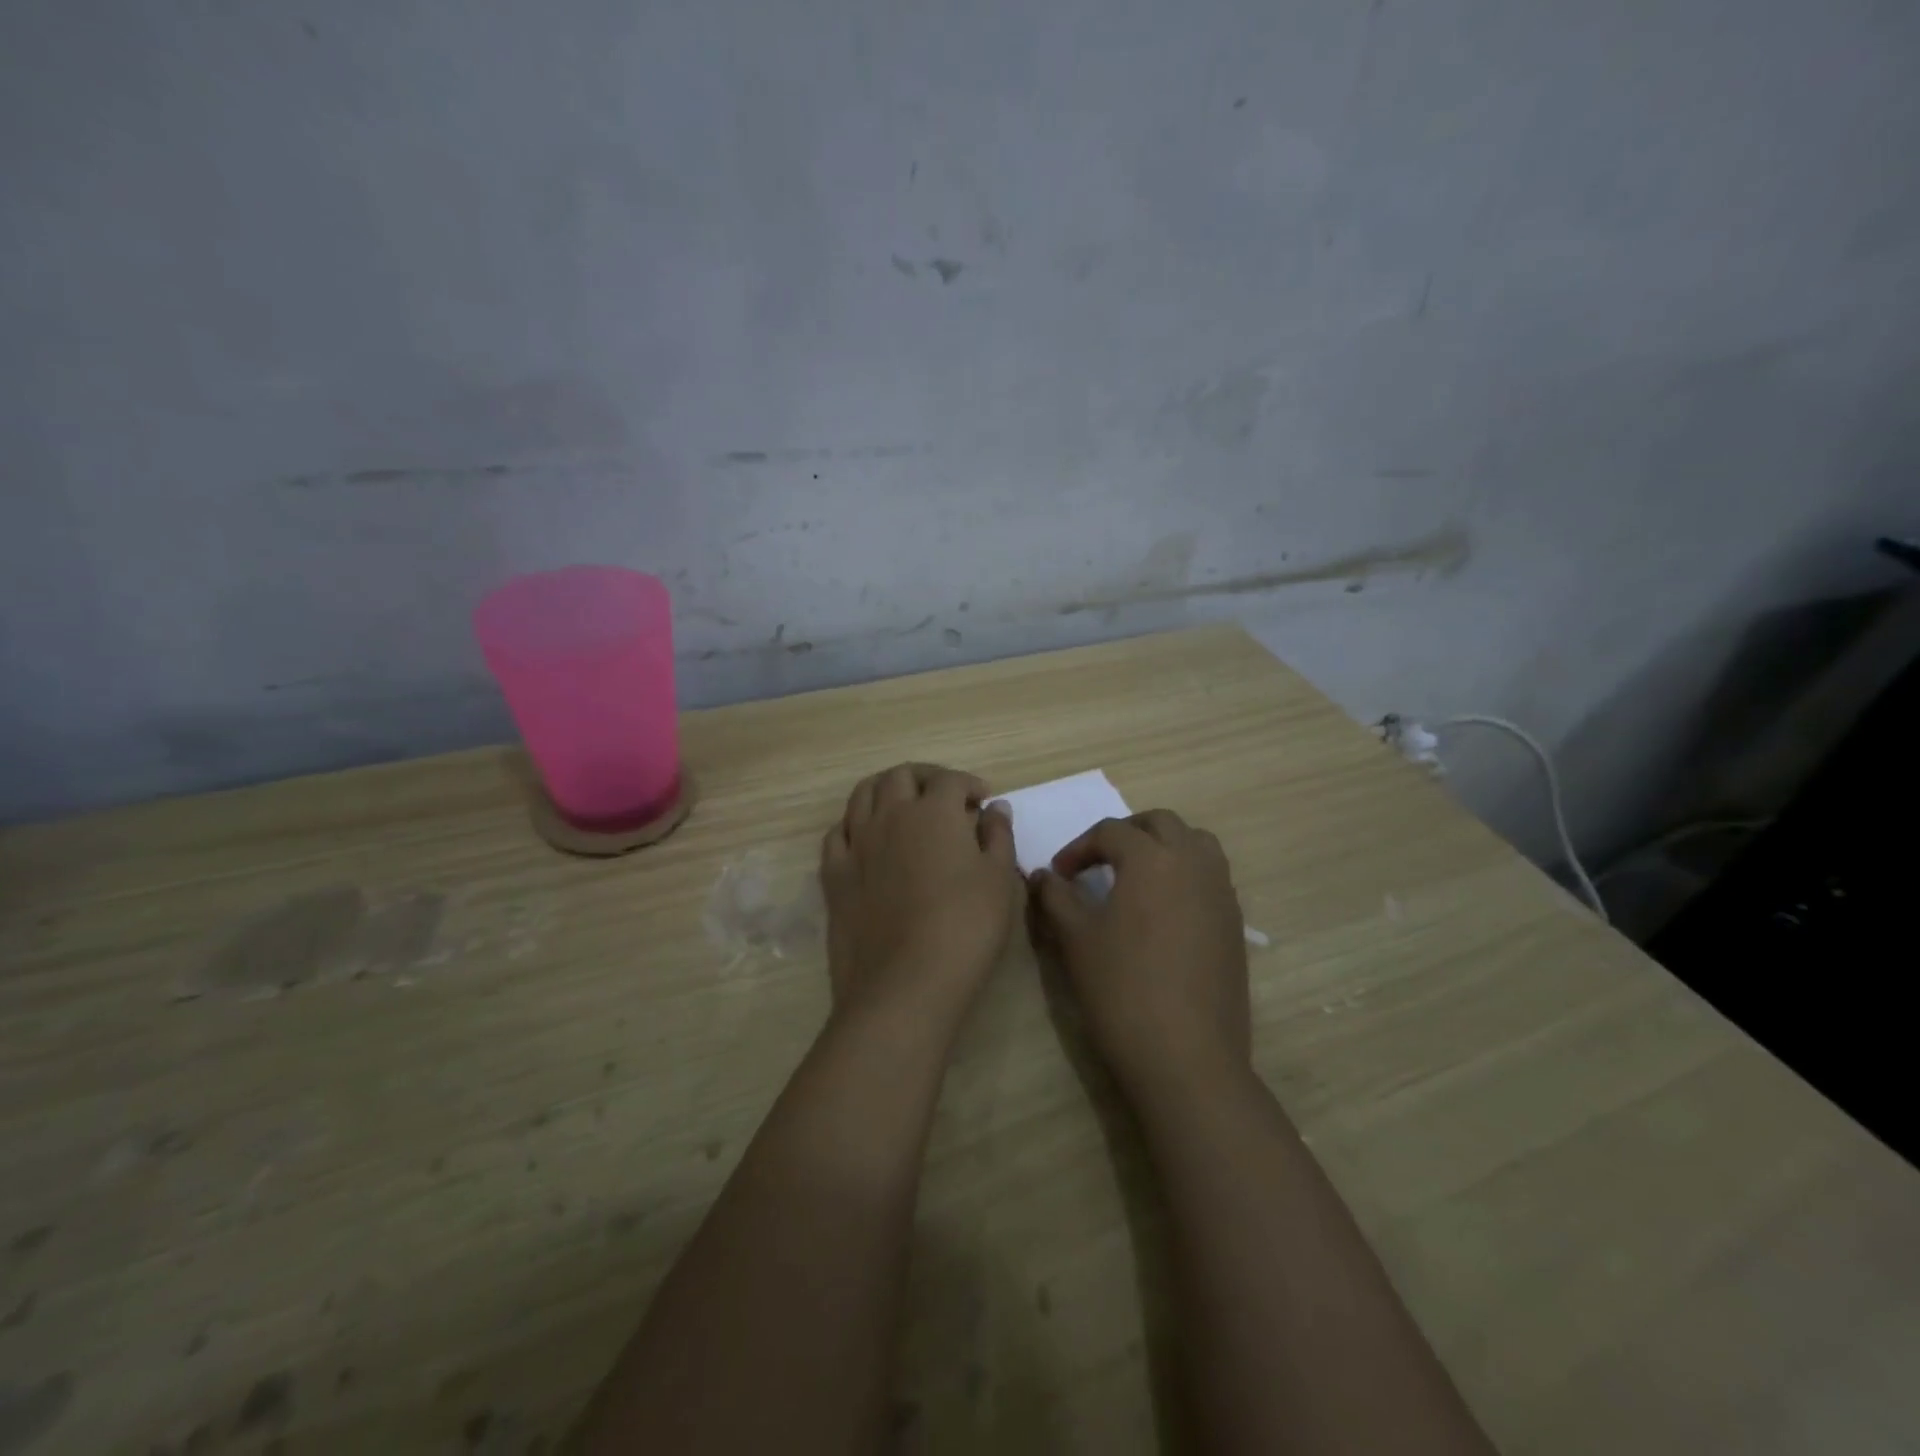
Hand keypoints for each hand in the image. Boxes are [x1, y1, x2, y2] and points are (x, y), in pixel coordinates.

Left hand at [821, 763, 1019, 1031]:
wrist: (904, 984)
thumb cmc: (965, 928)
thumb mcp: (999, 880)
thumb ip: (998, 837)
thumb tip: (994, 808)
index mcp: (933, 812)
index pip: (950, 780)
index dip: (969, 785)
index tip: (983, 801)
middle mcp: (890, 815)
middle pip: (901, 776)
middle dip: (925, 778)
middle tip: (944, 795)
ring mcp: (856, 843)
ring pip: (863, 794)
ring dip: (886, 789)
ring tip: (904, 806)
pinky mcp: (833, 874)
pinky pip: (838, 833)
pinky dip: (855, 824)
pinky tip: (867, 838)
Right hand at [1029, 810, 1250, 1104]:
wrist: (1187, 1056)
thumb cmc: (1122, 989)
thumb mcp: (1076, 939)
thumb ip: (1056, 897)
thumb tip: (1043, 876)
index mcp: (1151, 858)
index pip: (1110, 832)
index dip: (1078, 848)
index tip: (1060, 874)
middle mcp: (1193, 863)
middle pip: (1160, 823)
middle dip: (1126, 833)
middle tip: (1099, 860)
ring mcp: (1221, 892)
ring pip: (1196, 843)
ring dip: (1163, 846)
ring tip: (1136, 876)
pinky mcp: (1235, 923)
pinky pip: (1211, 877)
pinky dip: (1185, 874)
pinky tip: (1163, 911)